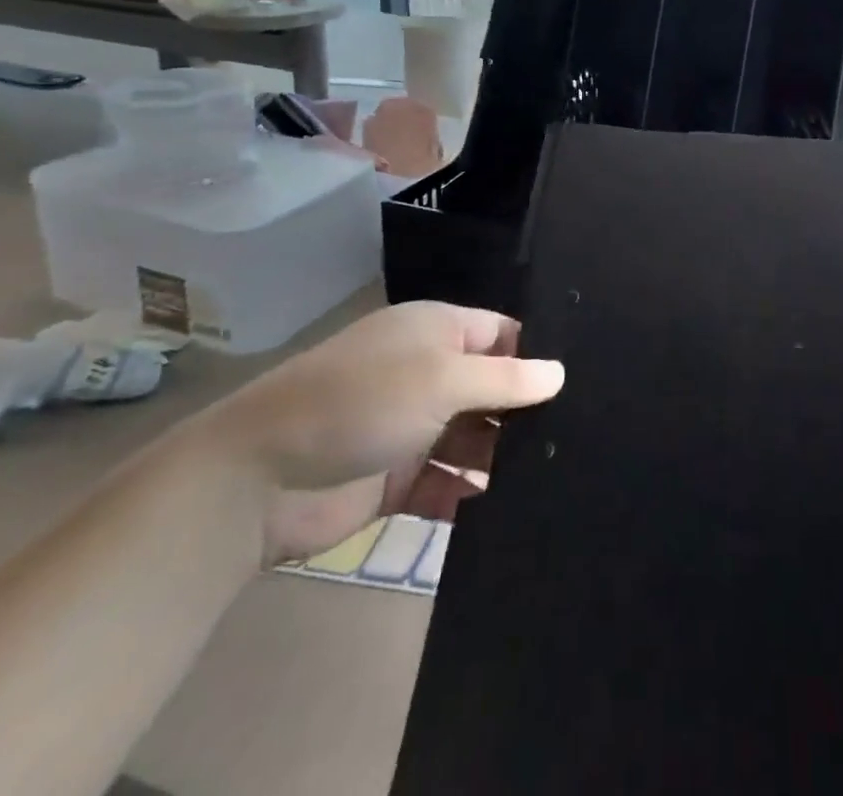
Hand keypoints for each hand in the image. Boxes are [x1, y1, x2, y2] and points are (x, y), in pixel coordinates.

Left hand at [192, 302, 564, 563]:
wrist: (260, 479)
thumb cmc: (362, 402)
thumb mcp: (442, 378)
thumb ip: (504, 380)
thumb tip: (559, 374)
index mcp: (436, 331)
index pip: (502, 334)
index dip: (536, 355)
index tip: (581, 383)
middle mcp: (428, 372)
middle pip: (492, 388)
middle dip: (526, 411)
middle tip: (581, 437)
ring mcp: (412, 426)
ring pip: (474, 438)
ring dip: (502, 456)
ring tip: (556, 478)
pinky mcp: (397, 478)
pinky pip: (447, 482)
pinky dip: (470, 494)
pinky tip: (508, 511)